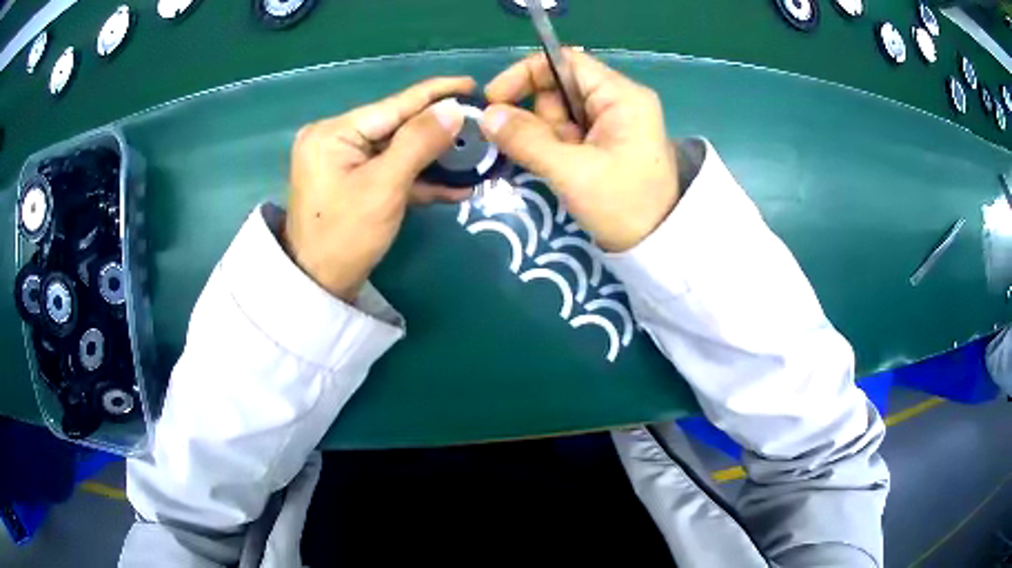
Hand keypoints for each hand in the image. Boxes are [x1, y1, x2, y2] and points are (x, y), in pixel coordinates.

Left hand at [284, 77, 475, 300]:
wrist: (318, 286)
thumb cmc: (345, 237)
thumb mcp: (384, 187)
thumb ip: (419, 142)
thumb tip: (454, 108)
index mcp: (333, 132)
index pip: (394, 105)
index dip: (436, 94)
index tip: (471, 85)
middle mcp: (335, 138)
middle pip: (397, 126)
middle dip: (438, 130)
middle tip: (479, 126)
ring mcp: (342, 161)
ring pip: (397, 150)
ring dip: (433, 158)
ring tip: (473, 156)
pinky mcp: (351, 181)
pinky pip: (389, 170)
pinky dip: (417, 179)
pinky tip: (453, 185)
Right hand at [480, 50, 678, 251]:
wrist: (658, 247)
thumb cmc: (623, 206)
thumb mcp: (572, 172)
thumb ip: (526, 140)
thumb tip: (486, 116)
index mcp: (620, 96)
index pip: (564, 61)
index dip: (525, 74)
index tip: (495, 100)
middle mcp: (618, 101)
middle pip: (559, 88)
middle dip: (540, 117)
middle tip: (545, 152)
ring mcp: (614, 122)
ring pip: (560, 113)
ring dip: (547, 137)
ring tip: (562, 168)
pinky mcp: (608, 142)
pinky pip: (569, 132)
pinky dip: (555, 148)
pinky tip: (563, 170)